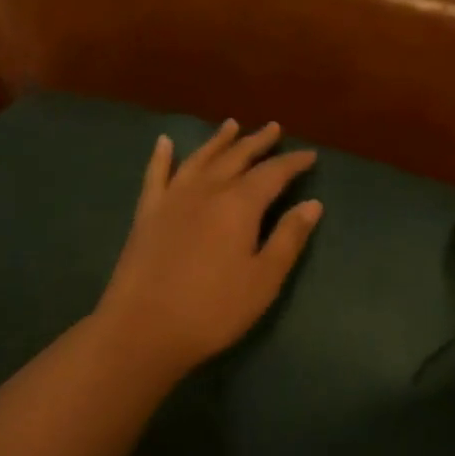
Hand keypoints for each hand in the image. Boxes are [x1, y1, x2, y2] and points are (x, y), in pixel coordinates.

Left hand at [96, 120, 321, 383]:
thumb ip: (289, 238)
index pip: (274, 172)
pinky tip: (164, 142)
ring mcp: (173, 198)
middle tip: (274, 128)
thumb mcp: (264, 280)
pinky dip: (162, 156)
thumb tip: (313, 204)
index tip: (309, 154)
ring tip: (232, 125)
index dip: (293, 162)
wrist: (141, 330)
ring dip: (219, 140)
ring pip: (201, 158)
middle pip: (238, 157)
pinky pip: (156, 175)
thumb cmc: (212, 310)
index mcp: (240, 204)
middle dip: (258, 141)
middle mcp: (208, 189)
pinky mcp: (147, 213)